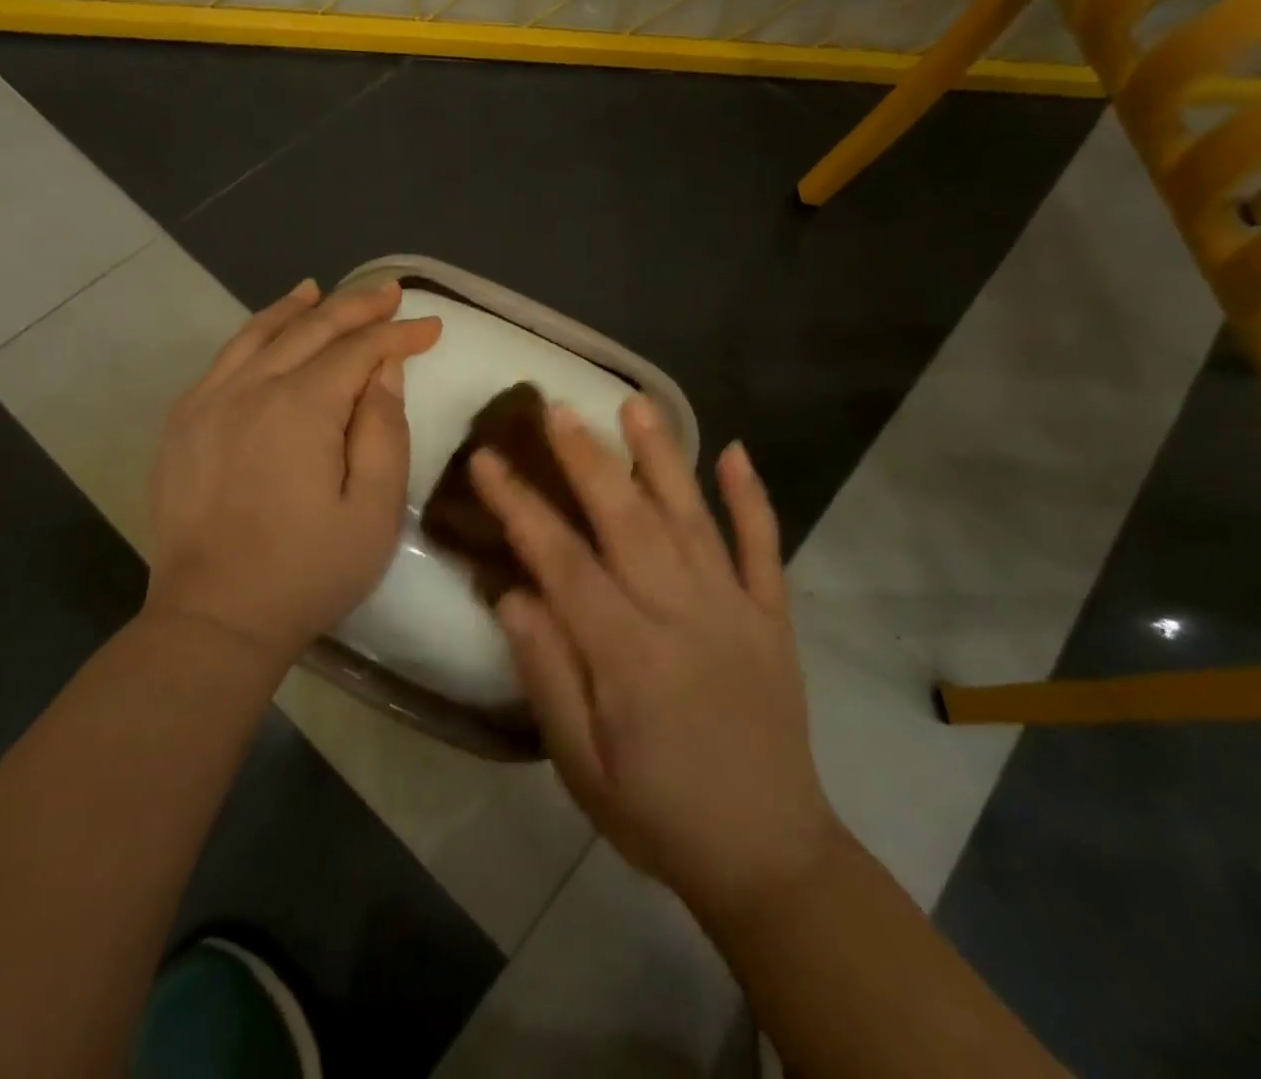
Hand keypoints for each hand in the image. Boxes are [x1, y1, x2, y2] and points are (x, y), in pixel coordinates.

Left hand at [146, 278, 441, 670]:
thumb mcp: (373, 510)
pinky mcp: (183, 423)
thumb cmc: (308, 570)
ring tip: (325, 291)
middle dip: (357, 307)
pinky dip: (253, 333)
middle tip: (390, 293)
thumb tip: (384, 370)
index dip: (398, 334)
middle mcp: (251, 388)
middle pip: (311, 329)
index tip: (432, 327)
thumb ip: (384, 430)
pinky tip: (267, 331)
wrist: (213, 617)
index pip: (359, 350)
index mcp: (302, 407)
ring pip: (260, 334)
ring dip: (299, 309)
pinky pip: (224, 359)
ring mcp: (208, 401)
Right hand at [470, 397, 840, 918]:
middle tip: (555, 406)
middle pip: (626, 518)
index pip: (562, 560)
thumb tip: (513, 593)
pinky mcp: (773, 617)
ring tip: (635, 405)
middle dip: (585, 458)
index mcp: (628, 654)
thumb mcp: (581, 763)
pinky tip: (738, 452)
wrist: (769, 855)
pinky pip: (765, 547)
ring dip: (662, 455)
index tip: (487, 460)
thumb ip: (546, 673)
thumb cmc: (657, 812)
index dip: (520, 505)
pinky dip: (753, 497)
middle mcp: (683, 613)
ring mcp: (735, 608)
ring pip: (692, 516)